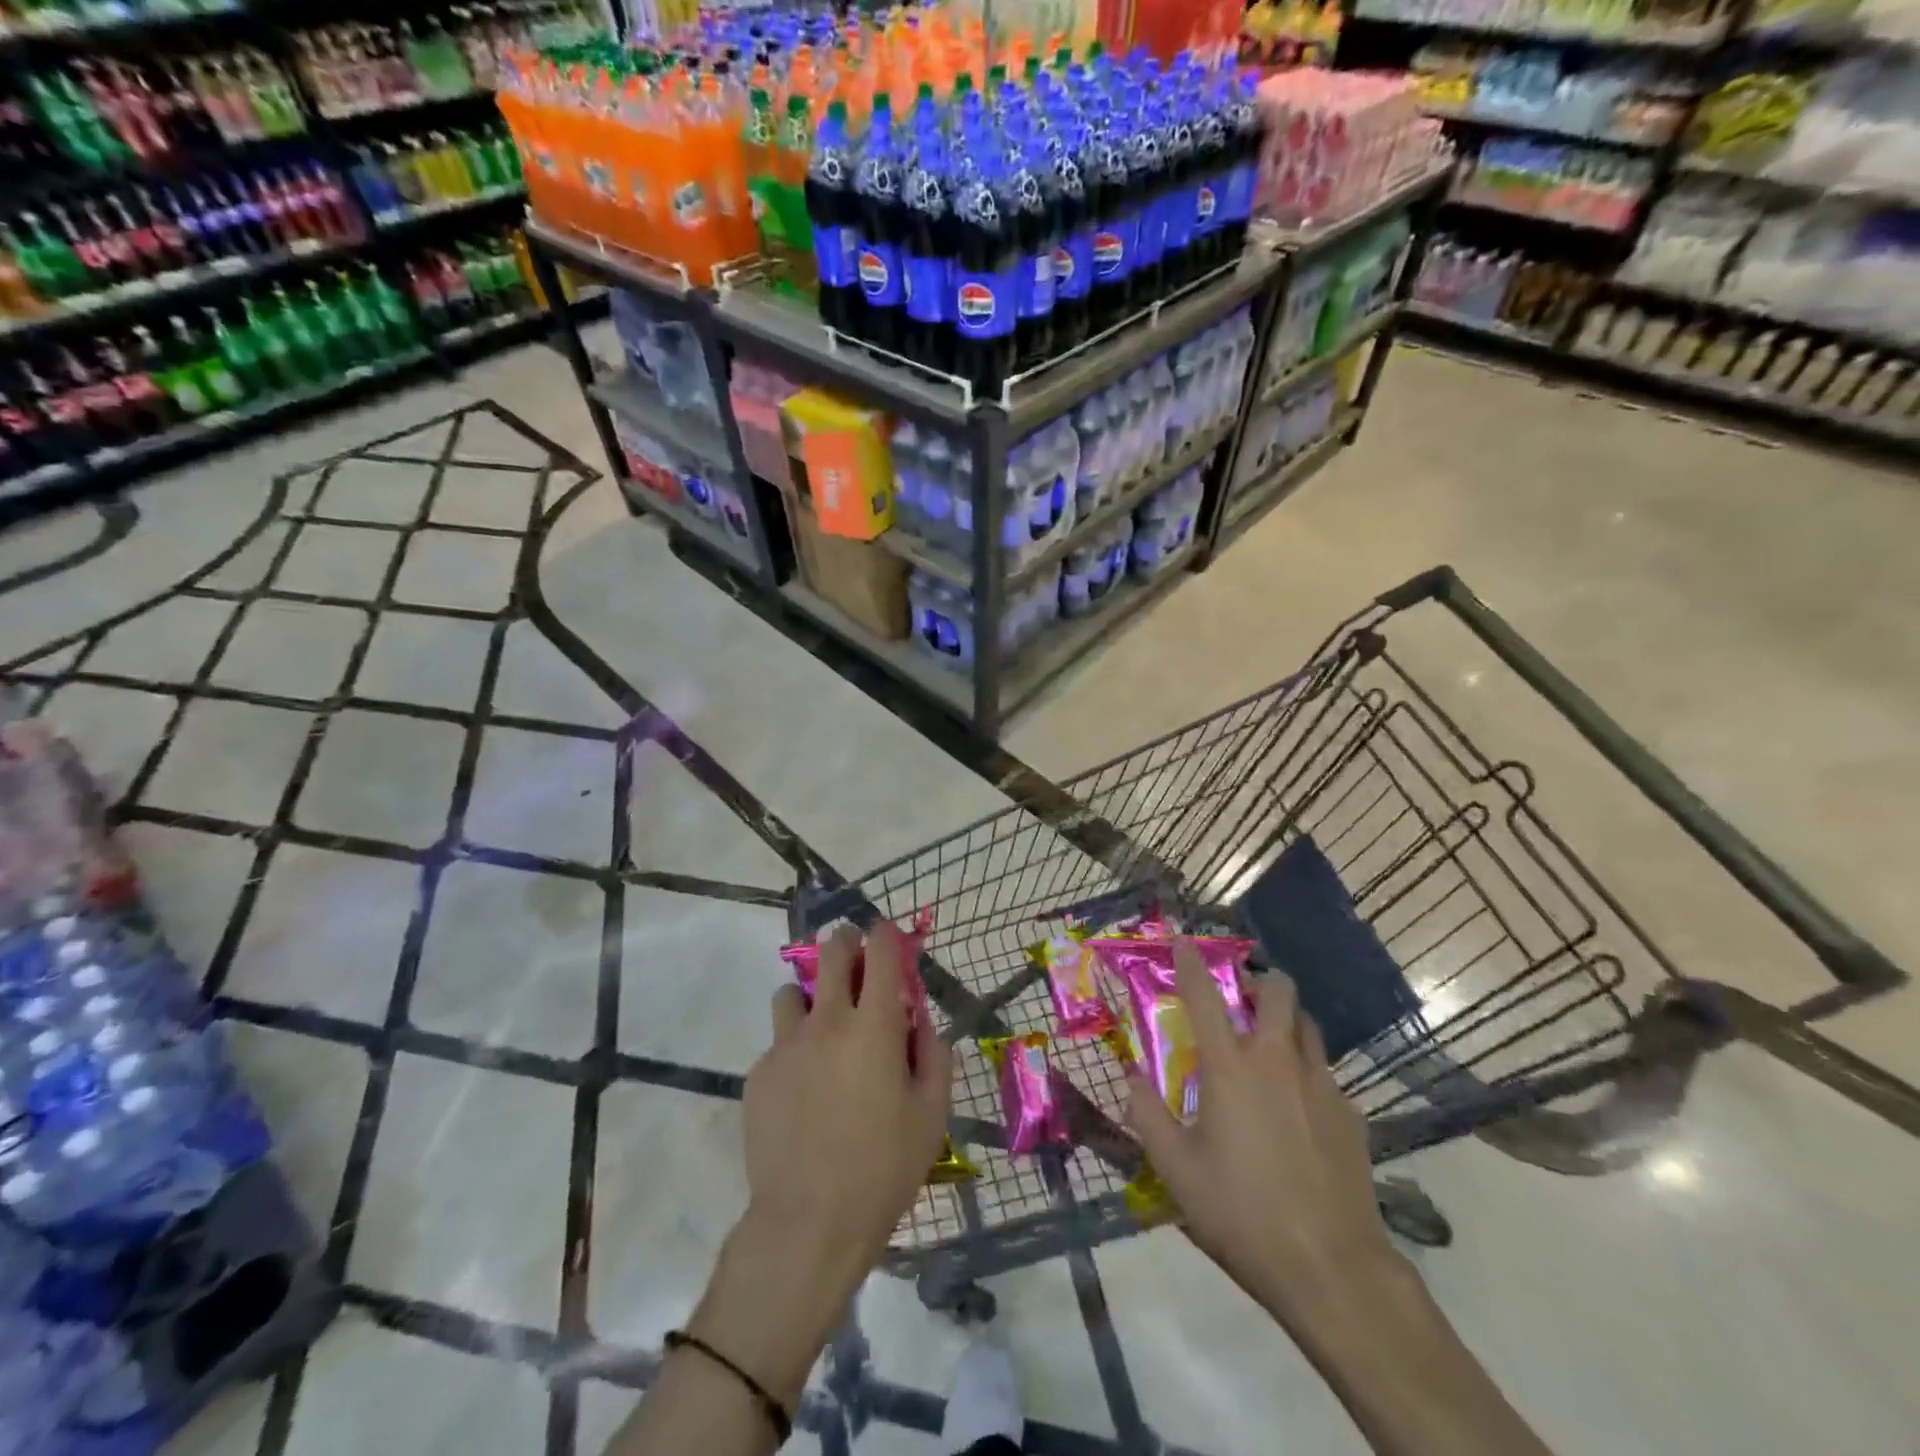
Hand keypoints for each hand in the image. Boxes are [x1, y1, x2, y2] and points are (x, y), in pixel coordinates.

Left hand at [741, 920, 953, 1296]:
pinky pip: (778, 1041)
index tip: (889, 937)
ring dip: (812, 995)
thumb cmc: (883, 1169)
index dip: (886, 935)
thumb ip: (934, 1057)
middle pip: (832, 952)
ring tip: (823, 1027)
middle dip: (847, 942)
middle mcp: (828, 1022)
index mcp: (875, 1027)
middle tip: (856, 959)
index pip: (880, 952)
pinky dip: (794, 1047)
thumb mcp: (931, 1115)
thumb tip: (921, 1024)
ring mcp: (786, 1045)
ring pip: (792, 991)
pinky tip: (803, 1088)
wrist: (807, 1223)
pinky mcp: (759, 1073)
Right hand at [1123, 940, 1394, 1327]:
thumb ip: (1147, 1116)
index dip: (1190, 962)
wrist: (1332, 1268)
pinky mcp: (1352, 1117)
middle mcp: (1278, 1061)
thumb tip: (1130, 1078)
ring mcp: (1322, 1086)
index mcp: (1230, 1067)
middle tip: (1241, 996)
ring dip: (1287, 1021)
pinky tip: (1300, 1110)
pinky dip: (1308, 1074)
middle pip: (1279, 992)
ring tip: (1270, 1043)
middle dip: (1259, 981)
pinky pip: (1327, 1076)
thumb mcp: (1176, 1170)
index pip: (1204, 996)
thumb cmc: (1241, 1212)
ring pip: (1309, 1027)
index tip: (1183, 942)